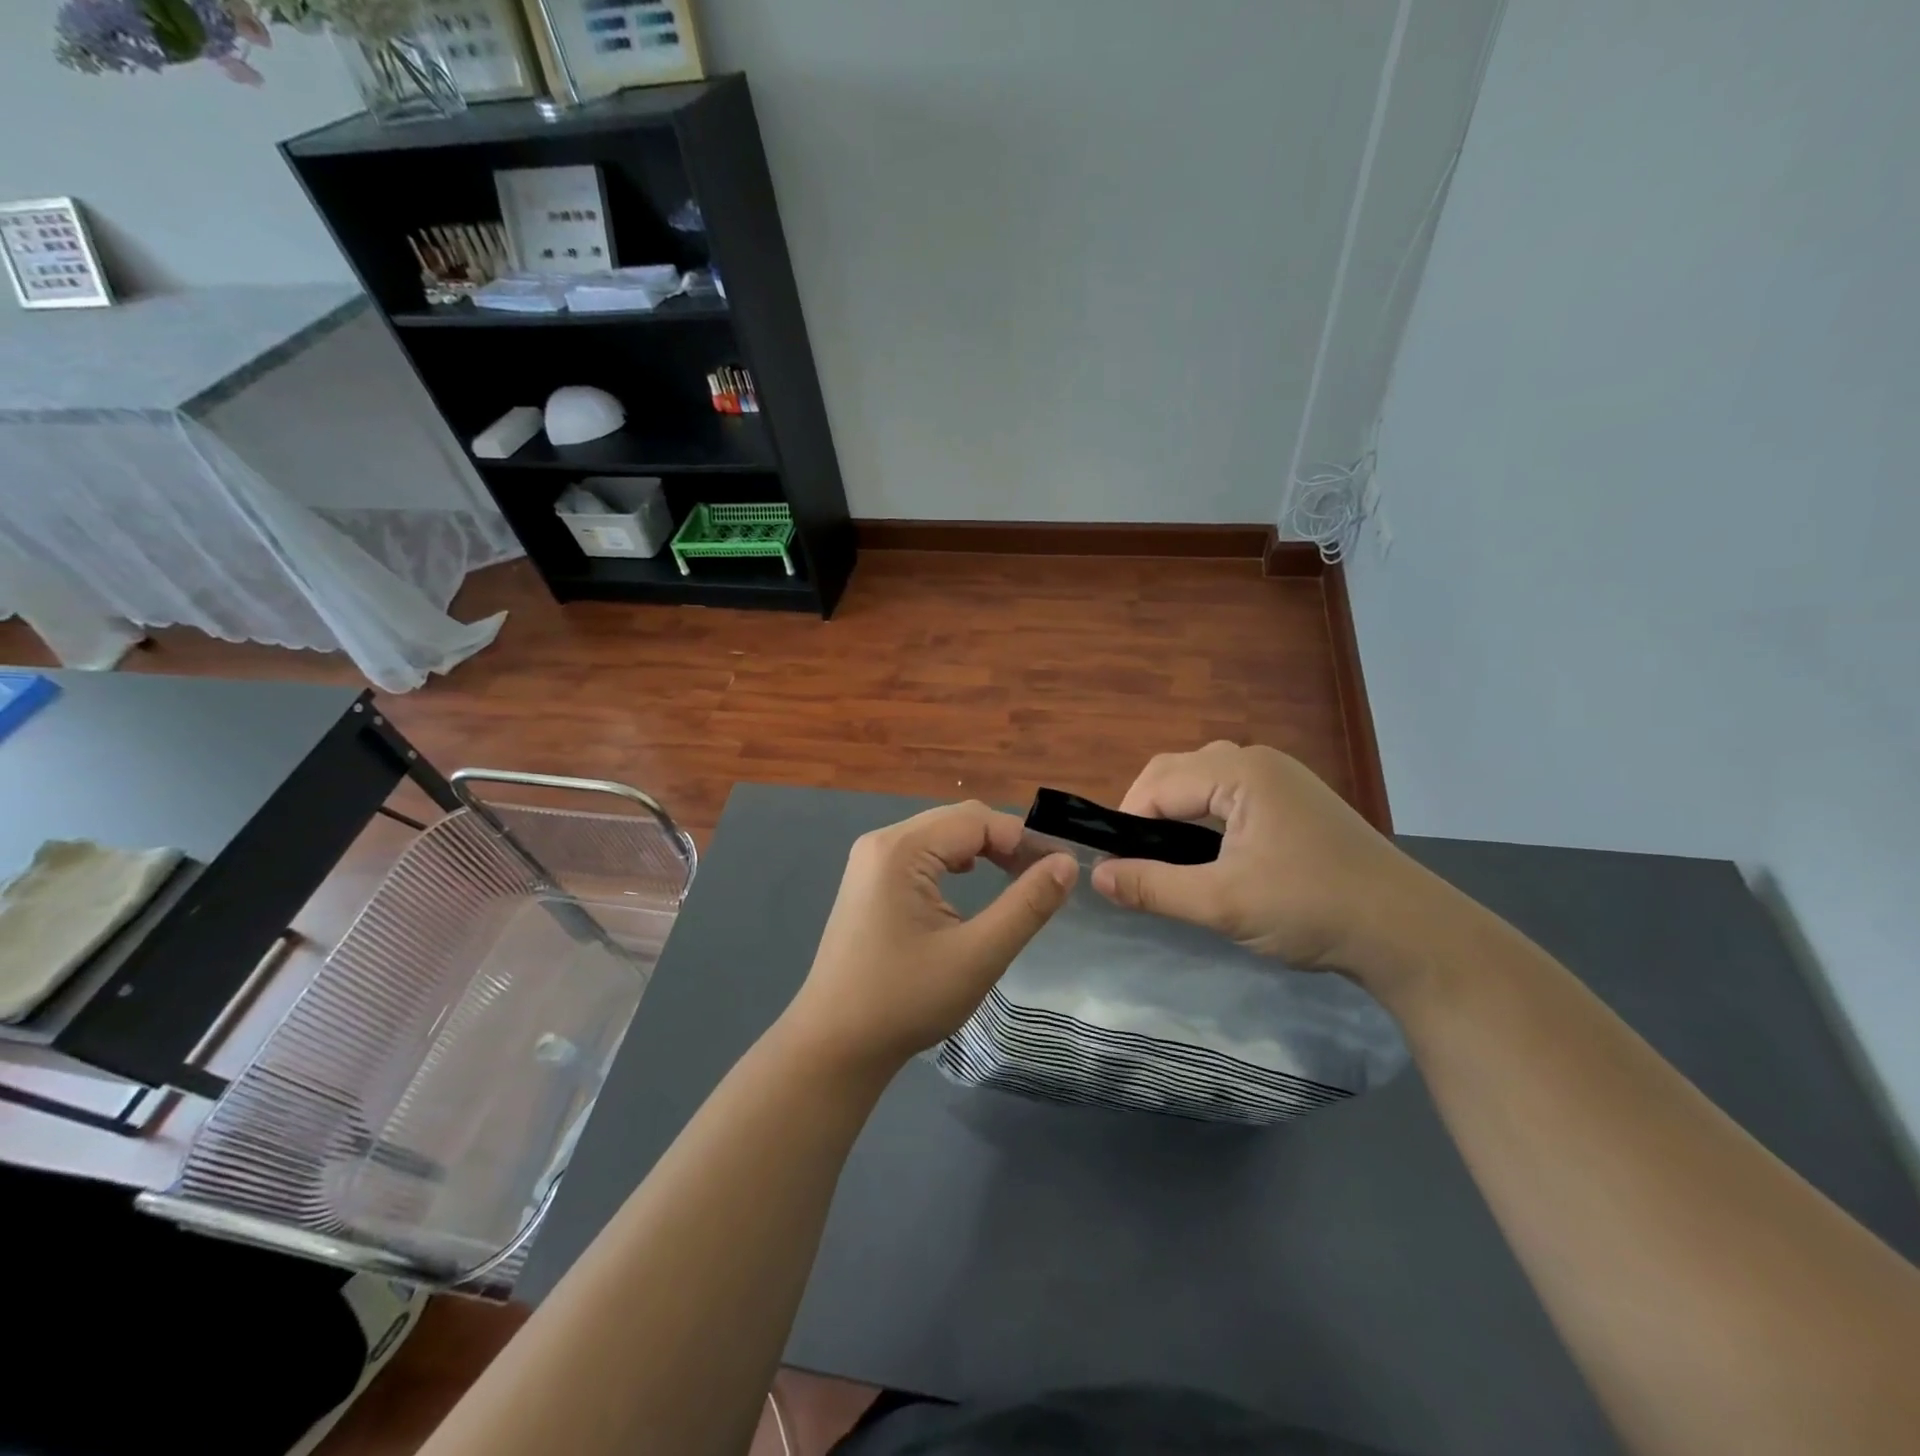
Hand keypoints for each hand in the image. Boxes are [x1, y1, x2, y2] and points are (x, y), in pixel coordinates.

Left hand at [780, 802, 1077, 1079]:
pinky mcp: (868, 882)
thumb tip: (1066, 863)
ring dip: (981, 850)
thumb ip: (1026, 905)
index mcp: (901, 849)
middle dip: (1004, 842)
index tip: (1059, 870)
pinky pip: (921, 854)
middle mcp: (881, 842)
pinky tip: (970, 882)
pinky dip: (954, 862)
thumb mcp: (978, 955)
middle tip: (1041, 877)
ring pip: (940, 835)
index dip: (1023, 839)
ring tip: (1015, 878)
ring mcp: (870, 861)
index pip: (976, 820)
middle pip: (957, 820)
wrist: (834, 1045)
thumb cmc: (905, 1000)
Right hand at [1090, 742, 1457, 986]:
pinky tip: (1206, 852)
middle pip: (1177, 772)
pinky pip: (1229, 794)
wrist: (1409, 933)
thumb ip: (1153, 887)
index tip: (1115, 867)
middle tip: (1136, 864)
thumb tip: (1097, 876)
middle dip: (1147, 811)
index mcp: (1242, 773)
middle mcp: (1259, 762)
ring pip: (1202, 780)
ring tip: (1165, 858)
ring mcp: (1281, 779)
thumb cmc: (1312, 909)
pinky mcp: (1294, 801)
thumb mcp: (1223, 903)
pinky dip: (1203, 816)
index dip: (1127, 821)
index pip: (1159, 783)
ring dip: (1174, 811)